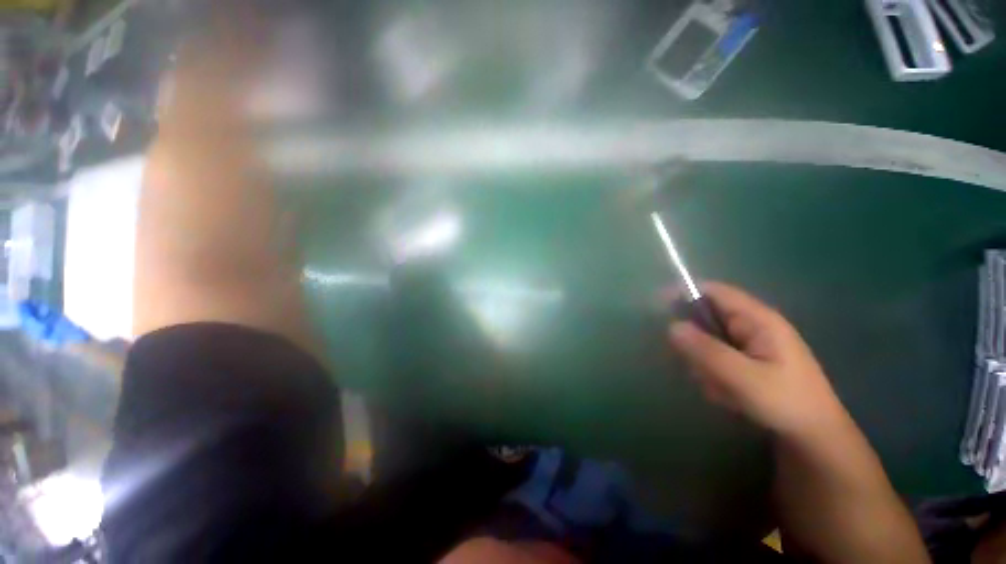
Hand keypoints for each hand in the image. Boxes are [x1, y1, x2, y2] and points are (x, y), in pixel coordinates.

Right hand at [668, 282, 848, 439]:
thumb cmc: (786, 403)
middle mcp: (752, 325)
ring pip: (707, 341)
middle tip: (697, 367)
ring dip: (704, 363)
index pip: (713, 291)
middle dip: (695, 342)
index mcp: (757, 319)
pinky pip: (715, 358)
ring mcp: (748, 343)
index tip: (657, 304)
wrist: (814, 437)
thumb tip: (671, 326)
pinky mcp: (746, 360)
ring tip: (718, 387)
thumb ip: (707, 351)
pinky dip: (712, 373)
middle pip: (706, 317)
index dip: (684, 292)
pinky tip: (725, 394)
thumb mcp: (744, 378)